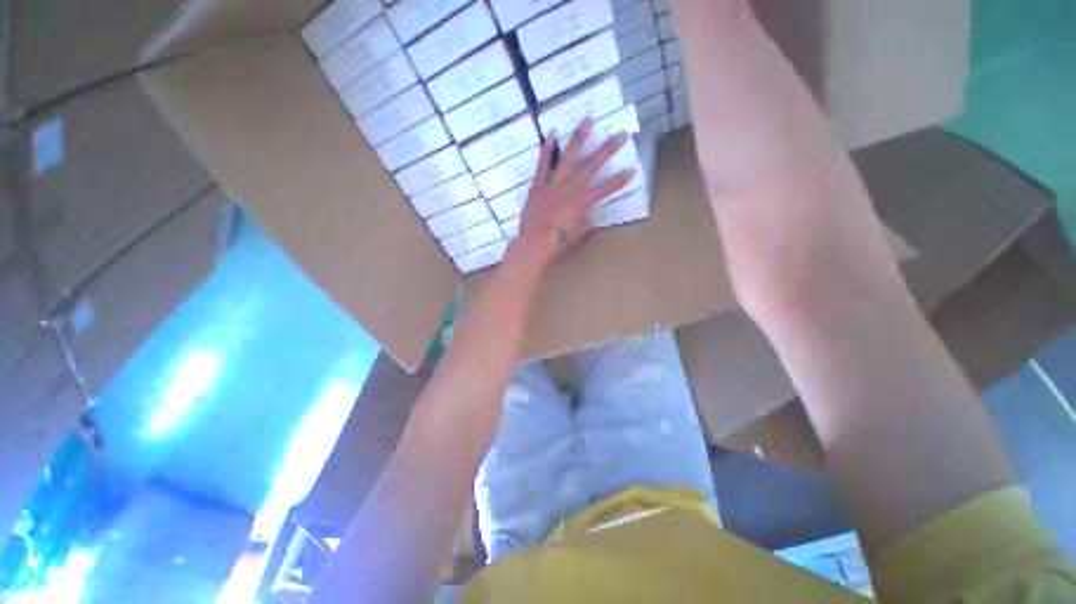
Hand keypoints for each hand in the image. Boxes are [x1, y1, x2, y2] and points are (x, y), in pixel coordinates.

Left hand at [510, 118, 636, 269]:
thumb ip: (585, 226)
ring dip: (579, 139)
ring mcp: (553, 185)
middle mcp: (569, 190)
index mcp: (580, 204)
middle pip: (591, 167)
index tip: (632, 170)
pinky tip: (552, 132)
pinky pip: (542, 165)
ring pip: (568, 159)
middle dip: (607, 150)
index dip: (619, 181)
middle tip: (620, 134)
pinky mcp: (538, 186)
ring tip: (588, 120)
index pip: (604, 190)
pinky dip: (547, 149)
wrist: (533, 245)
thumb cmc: (556, 244)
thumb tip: (591, 220)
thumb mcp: (575, 236)